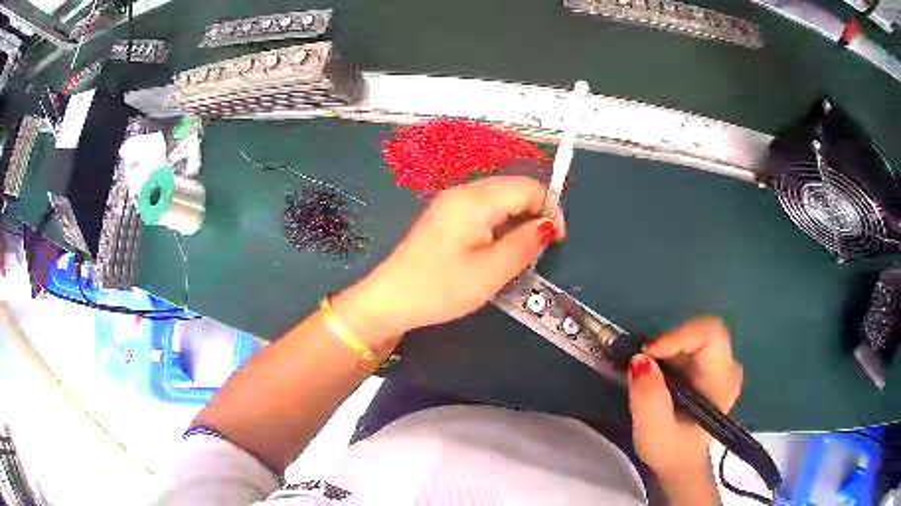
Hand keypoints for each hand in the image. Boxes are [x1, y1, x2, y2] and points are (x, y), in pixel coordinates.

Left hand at [335, 176, 565, 345]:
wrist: (390, 299)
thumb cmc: (441, 288)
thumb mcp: (490, 272)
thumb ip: (524, 244)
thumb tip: (549, 225)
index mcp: (475, 199)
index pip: (528, 186)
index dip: (550, 208)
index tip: (558, 240)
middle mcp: (463, 191)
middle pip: (513, 187)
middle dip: (536, 210)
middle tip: (541, 247)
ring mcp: (451, 202)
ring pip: (499, 197)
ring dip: (518, 217)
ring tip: (522, 249)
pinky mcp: (444, 215)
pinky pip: (483, 208)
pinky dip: (500, 221)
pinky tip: (498, 245)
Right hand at [628, 317, 742, 481]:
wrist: (680, 463)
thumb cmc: (670, 450)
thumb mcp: (653, 430)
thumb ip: (648, 397)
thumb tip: (639, 360)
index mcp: (723, 380)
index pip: (710, 334)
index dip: (678, 336)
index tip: (647, 353)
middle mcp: (729, 366)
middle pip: (702, 331)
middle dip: (670, 341)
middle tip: (643, 361)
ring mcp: (722, 365)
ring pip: (696, 335)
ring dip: (669, 347)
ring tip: (648, 370)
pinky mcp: (711, 367)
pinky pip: (692, 344)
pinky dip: (671, 352)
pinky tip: (658, 373)